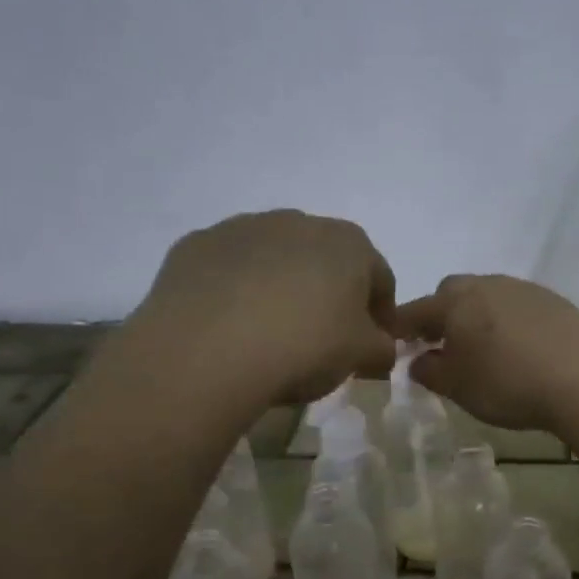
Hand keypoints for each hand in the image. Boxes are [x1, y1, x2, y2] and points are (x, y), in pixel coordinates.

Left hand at [129, 210, 397, 404]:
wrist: (208, 350)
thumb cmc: (305, 345)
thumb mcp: (361, 356)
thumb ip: (381, 348)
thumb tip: (380, 348)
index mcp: (349, 243)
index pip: (380, 278)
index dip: (380, 313)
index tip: (371, 345)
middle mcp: (299, 222)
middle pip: (325, 260)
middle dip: (328, 293)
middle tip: (321, 338)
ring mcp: (243, 228)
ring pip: (274, 258)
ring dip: (280, 286)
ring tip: (269, 331)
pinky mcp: (196, 245)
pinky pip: (228, 268)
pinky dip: (234, 289)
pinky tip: (228, 325)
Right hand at [395, 274, 578, 432]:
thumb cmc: (508, 384)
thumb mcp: (458, 388)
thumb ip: (429, 371)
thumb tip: (417, 361)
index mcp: (455, 302)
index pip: (415, 310)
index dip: (400, 327)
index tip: (395, 343)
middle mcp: (486, 284)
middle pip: (451, 293)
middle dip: (441, 315)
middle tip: (442, 345)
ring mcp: (521, 288)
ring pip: (486, 295)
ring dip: (476, 315)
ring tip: (483, 348)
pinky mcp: (551, 298)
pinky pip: (516, 304)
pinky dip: (507, 320)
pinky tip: (518, 347)